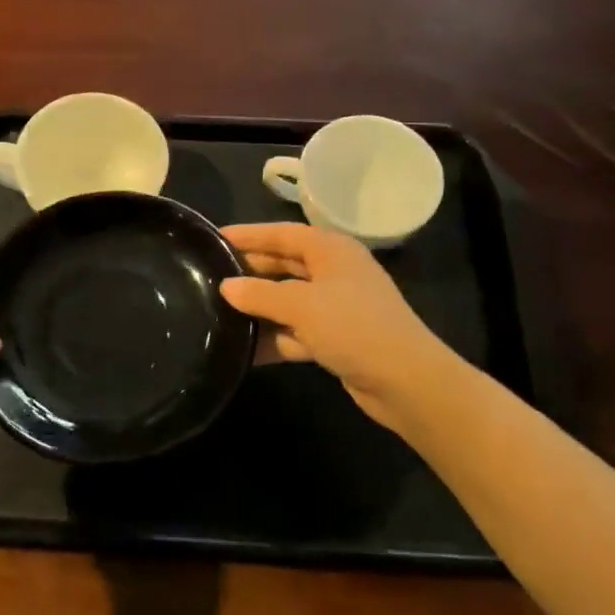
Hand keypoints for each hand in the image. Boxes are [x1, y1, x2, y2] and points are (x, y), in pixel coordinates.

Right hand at [221, 223, 454, 439]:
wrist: (406, 381)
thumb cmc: (353, 327)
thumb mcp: (301, 305)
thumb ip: (260, 294)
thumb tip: (226, 287)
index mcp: (332, 250)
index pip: (282, 233)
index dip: (249, 235)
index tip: (214, 238)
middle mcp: (334, 272)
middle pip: (284, 264)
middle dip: (250, 271)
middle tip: (209, 276)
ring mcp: (336, 307)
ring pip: (288, 300)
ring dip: (259, 308)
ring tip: (218, 312)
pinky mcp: (335, 338)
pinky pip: (295, 331)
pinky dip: (273, 338)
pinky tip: (243, 349)